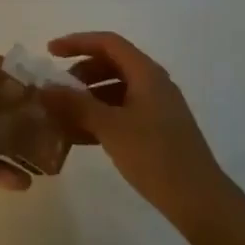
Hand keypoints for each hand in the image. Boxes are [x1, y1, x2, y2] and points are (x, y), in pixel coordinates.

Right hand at [39, 32, 244, 232]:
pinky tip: (80, 136)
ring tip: (63, 116)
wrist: (200, 201)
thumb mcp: (110, 127)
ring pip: (116, 90)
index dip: (77, 42)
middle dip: (81, 73)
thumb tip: (45, 88)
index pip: (107, 42)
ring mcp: (157, 107)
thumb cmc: (155, 155)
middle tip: (57, 90)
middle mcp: (153, 82)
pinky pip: (123, 111)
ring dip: (88, 98)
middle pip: (111, 64)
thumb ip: (76, 104)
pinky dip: (101, 117)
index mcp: (146, 72)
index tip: (50, 52)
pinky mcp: (158, 130)